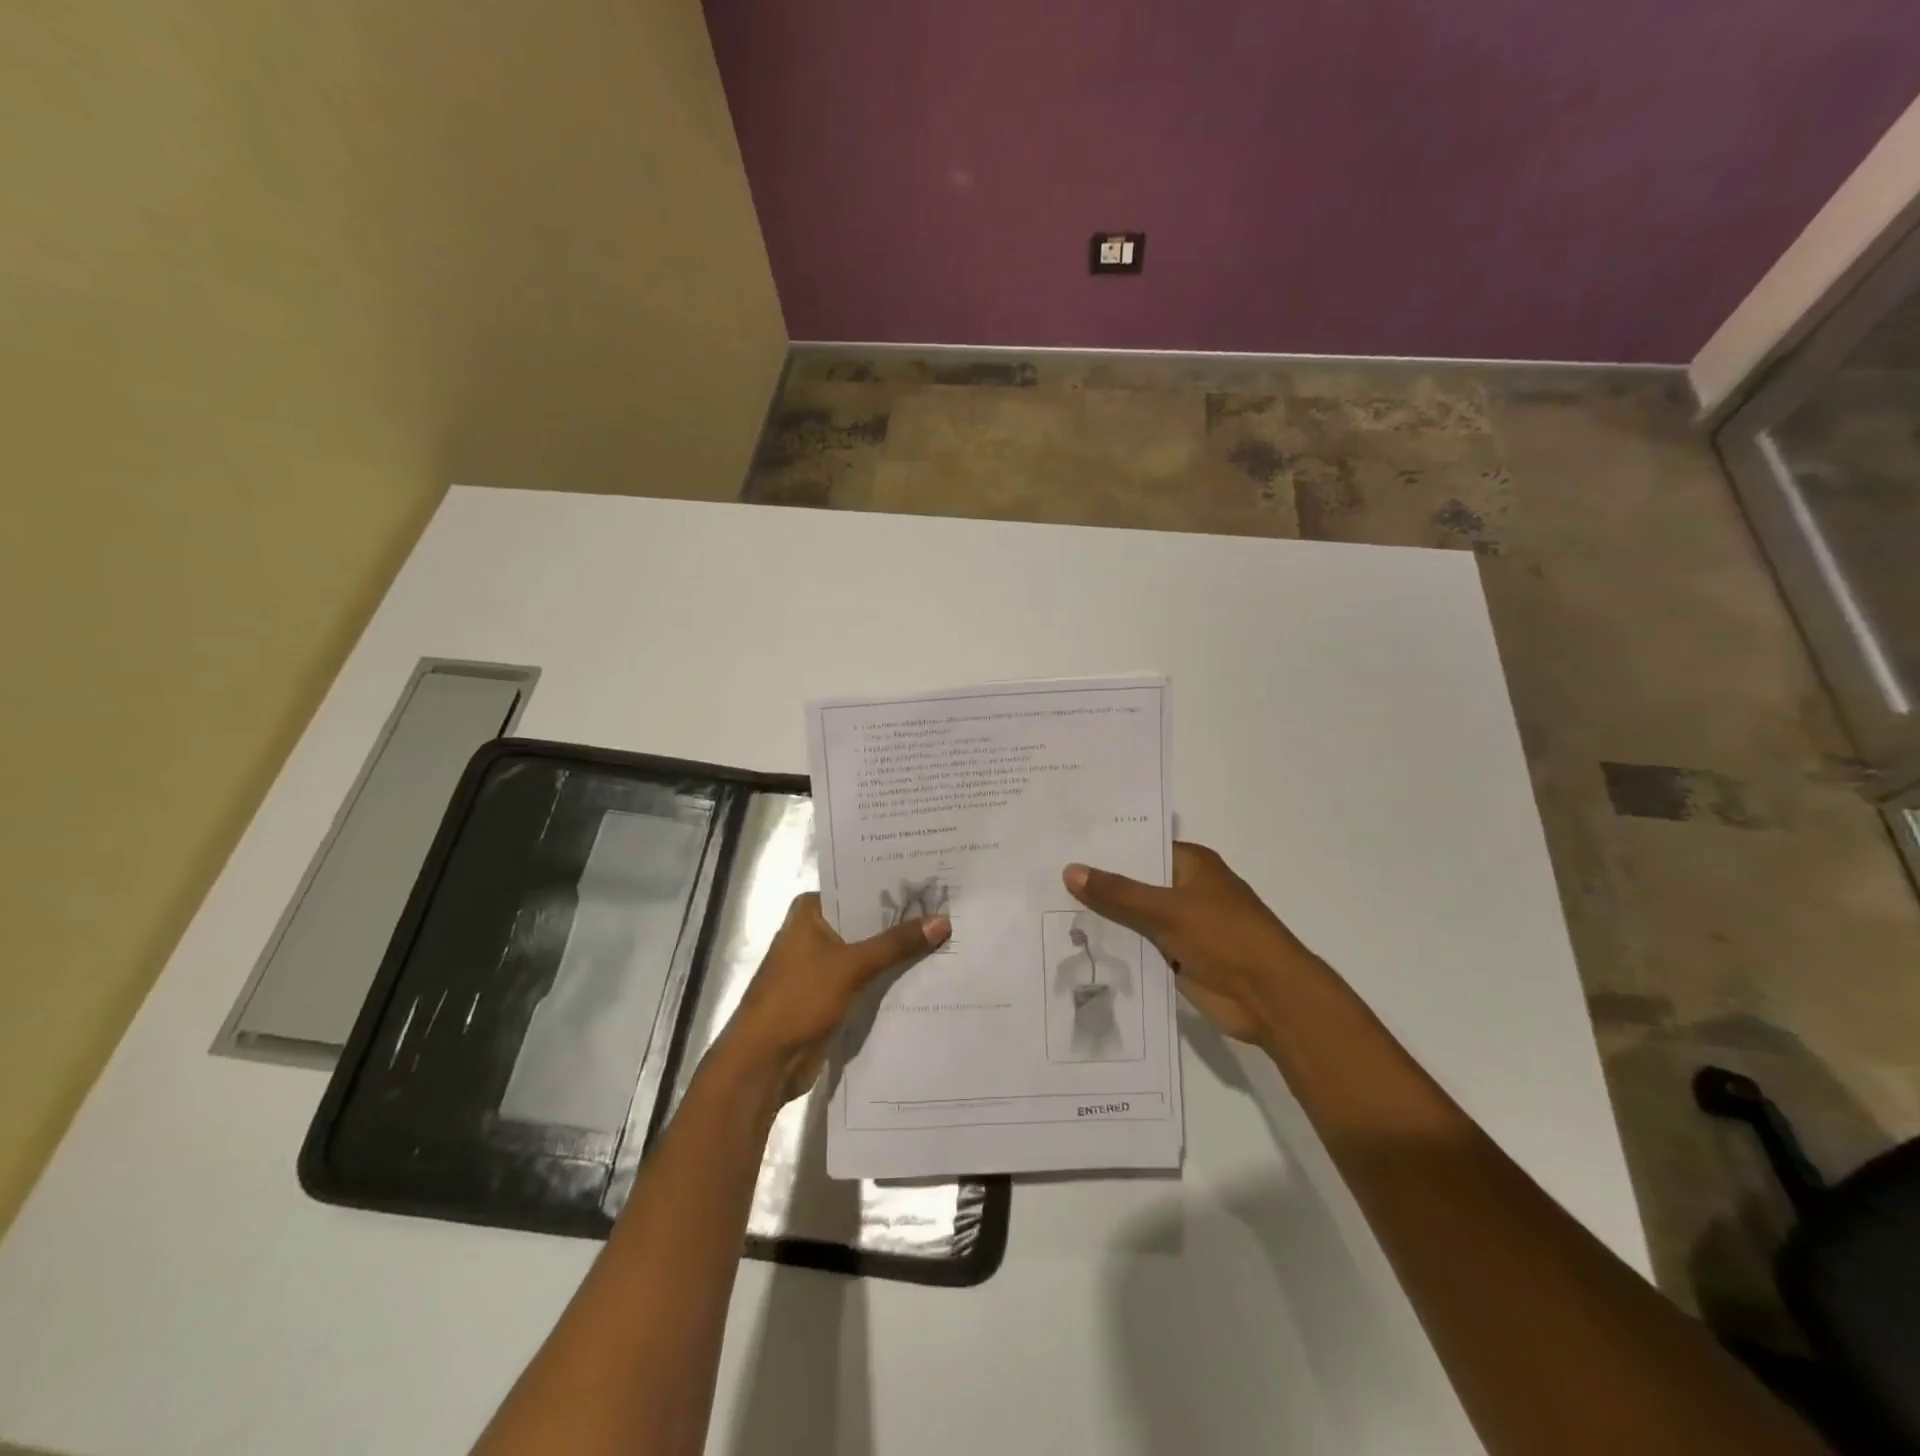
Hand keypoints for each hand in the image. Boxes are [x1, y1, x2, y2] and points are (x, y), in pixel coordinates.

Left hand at [719, 892, 949, 1099]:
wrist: (764, 1063)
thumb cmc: (799, 999)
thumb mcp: (852, 966)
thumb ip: (897, 943)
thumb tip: (943, 920)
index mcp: (809, 911)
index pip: (858, 888)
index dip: (894, 887)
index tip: (933, 882)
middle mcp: (813, 931)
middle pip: (865, 920)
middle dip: (901, 921)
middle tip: (948, 909)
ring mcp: (820, 964)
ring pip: (867, 950)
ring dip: (897, 951)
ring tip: (946, 937)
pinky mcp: (829, 993)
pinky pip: (865, 977)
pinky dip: (887, 975)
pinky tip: (924, 972)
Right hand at [1064, 842, 1319, 1042]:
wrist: (1270, 998)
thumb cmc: (1225, 937)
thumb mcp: (1167, 910)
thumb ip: (1118, 893)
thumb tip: (1069, 870)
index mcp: (1191, 864)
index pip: (1141, 847)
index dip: (1106, 847)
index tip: (1063, 844)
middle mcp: (1186, 889)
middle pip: (1134, 883)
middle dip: (1098, 884)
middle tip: (1045, 876)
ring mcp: (1182, 925)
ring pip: (1134, 917)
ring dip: (1104, 919)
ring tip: (1048, 908)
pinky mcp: (1178, 958)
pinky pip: (1139, 947)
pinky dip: (1117, 947)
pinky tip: (1076, 945)